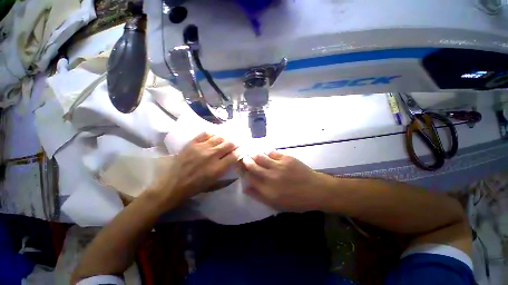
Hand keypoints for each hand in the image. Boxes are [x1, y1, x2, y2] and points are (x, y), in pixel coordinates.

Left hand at [149, 132, 239, 205]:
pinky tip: (215, 135)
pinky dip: (212, 133)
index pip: (234, 155)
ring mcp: (201, 147)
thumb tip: (233, 159)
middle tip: (235, 143)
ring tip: (226, 138)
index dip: (240, 151)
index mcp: (218, 168)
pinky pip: (205, 134)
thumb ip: (225, 170)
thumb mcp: (214, 182)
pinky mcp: (192, 143)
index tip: (241, 149)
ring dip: (225, 138)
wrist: (173, 184)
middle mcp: (212, 155)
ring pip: (219, 137)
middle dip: (234, 143)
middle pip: (229, 144)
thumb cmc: (195, 186)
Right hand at [242, 150, 333, 211]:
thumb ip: (259, 196)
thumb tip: (245, 187)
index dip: (242, 171)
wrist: (316, 190)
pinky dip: (267, 152)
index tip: (239, 167)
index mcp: (267, 190)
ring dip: (254, 154)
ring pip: (260, 157)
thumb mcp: (276, 204)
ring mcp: (279, 166)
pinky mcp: (287, 158)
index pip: (249, 178)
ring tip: (252, 153)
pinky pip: (272, 152)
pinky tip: (266, 152)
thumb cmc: (296, 200)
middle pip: (252, 166)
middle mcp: (271, 177)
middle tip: (243, 157)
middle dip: (245, 161)